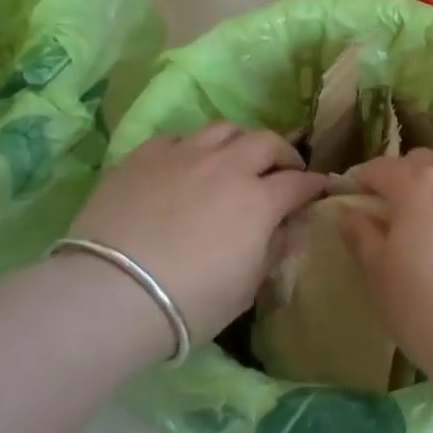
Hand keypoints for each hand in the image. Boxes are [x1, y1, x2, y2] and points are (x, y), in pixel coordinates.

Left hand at [69, 123, 327, 340]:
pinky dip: (193, 148)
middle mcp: (227, 166)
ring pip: (224, 129)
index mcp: (258, 200)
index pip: (299, 182)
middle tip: (282, 170)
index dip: (314, 185)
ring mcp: (184, 155)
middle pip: (265, 141)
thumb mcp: (246, 289)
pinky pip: (179, 138)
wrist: (111, 293)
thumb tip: (288, 228)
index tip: (320, 189)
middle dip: (282, 153)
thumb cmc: (189, 303)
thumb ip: (273, 251)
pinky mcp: (145, 156)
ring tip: (236, 158)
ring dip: (240, 141)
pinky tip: (187, 164)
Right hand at [339, 151, 432, 376]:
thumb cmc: (425, 310)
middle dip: (404, 178)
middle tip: (395, 212)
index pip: (381, 167)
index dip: (363, 179)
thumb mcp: (378, 274)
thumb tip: (350, 212)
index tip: (354, 196)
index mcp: (420, 184)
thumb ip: (361, 234)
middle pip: (424, 163)